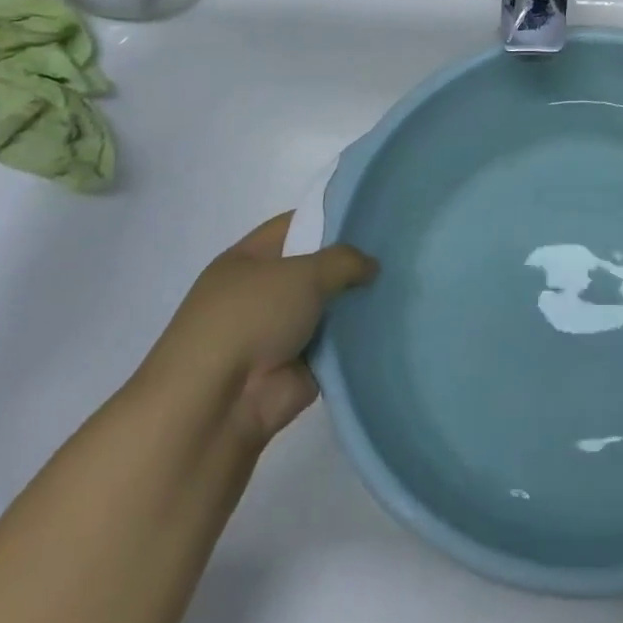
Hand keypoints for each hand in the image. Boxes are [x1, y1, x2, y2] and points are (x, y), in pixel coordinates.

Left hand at [139, 212, 376, 443]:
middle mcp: (261, 293)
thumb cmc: (250, 319)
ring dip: (358, 304)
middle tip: (398, 253)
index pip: (295, 226)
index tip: (372, 218)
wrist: (218, 404)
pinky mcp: (298, 367)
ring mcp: (279, 332)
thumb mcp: (302, 273)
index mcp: (248, 260)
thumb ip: (343, 261)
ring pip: (329, 308)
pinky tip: (394, 323)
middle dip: (352, 264)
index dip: (331, 218)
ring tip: (405, 286)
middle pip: (316, 268)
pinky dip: (358, 339)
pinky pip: (336, 345)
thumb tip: (371, 266)